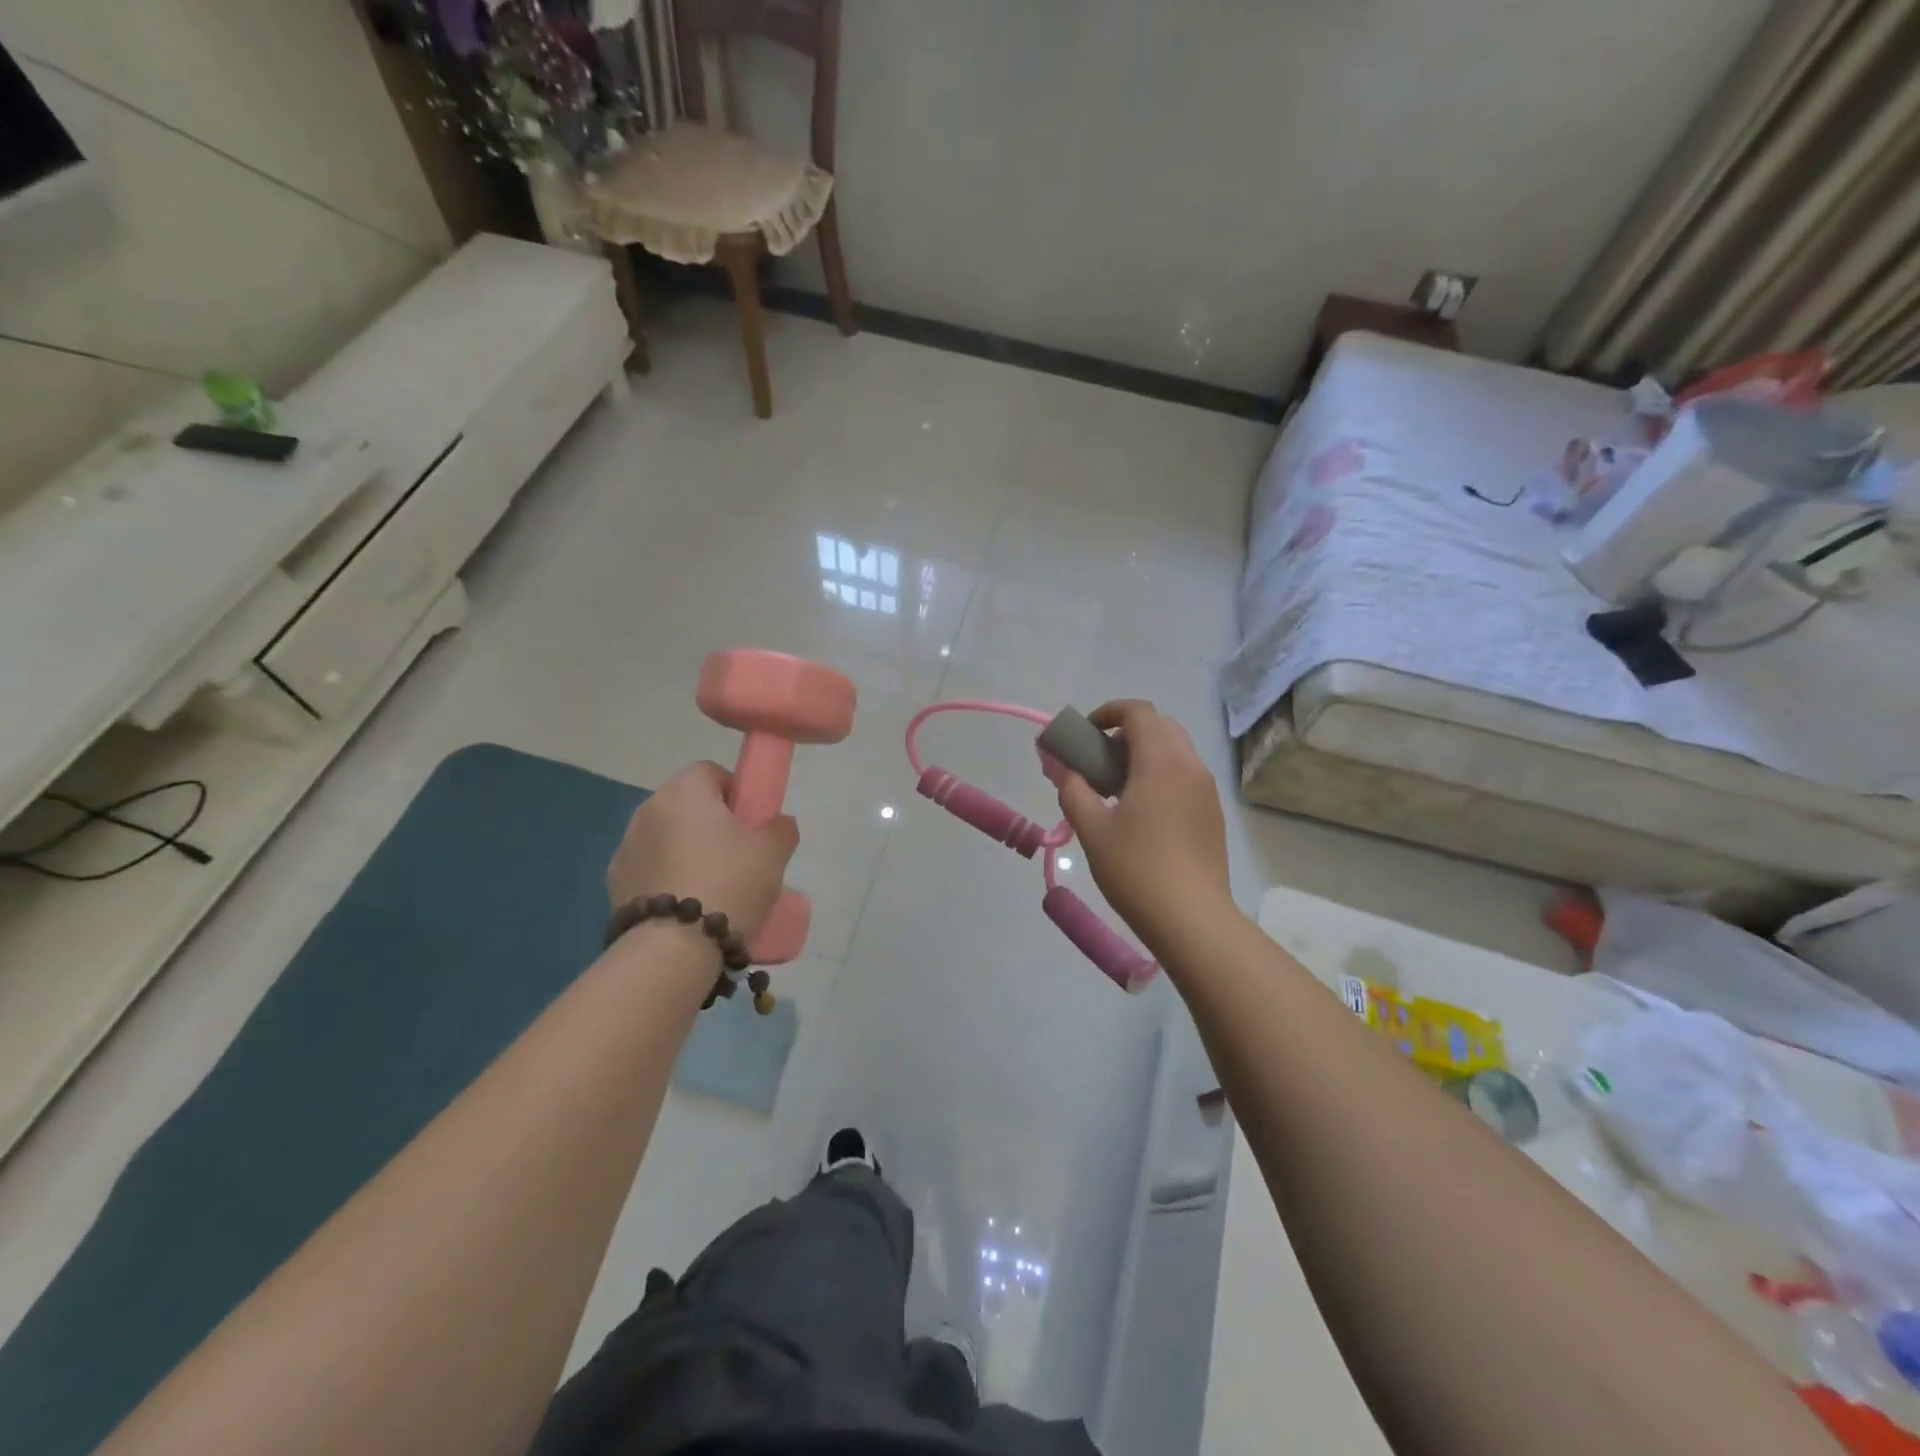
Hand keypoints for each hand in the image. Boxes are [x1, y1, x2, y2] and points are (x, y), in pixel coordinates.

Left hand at [607, 762, 798, 938]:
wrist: (673, 948)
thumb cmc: (729, 883)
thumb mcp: (773, 853)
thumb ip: (781, 828)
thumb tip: (778, 823)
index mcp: (685, 791)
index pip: (711, 772)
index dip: (735, 792)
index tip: (751, 822)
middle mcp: (649, 809)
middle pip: (687, 805)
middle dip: (710, 823)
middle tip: (738, 855)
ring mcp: (626, 846)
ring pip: (667, 837)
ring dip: (686, 850)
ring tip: (712, 886)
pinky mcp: (615, 882)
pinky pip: (650, 867)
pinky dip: (667, 877)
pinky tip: (686, 906)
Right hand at [1055, 700, 1233, 954]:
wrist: (1192, 919)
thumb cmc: (1136, 869)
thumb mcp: (1092, 828)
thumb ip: (1072, 788)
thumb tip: (1058, 763)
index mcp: (1161, 762)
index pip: (1138, 711)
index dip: (1107, 712)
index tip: (1085, 735)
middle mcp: (1190, 766)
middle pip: (1160, 726)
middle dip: (1126, 732)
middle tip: (1099, 762)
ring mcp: (1206, 790)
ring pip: (1175, 751)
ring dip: (1144, 754)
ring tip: (1116, 790)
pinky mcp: (1213, 813)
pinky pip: (1185, 775)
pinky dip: (1161, 775)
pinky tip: (1142, 814)